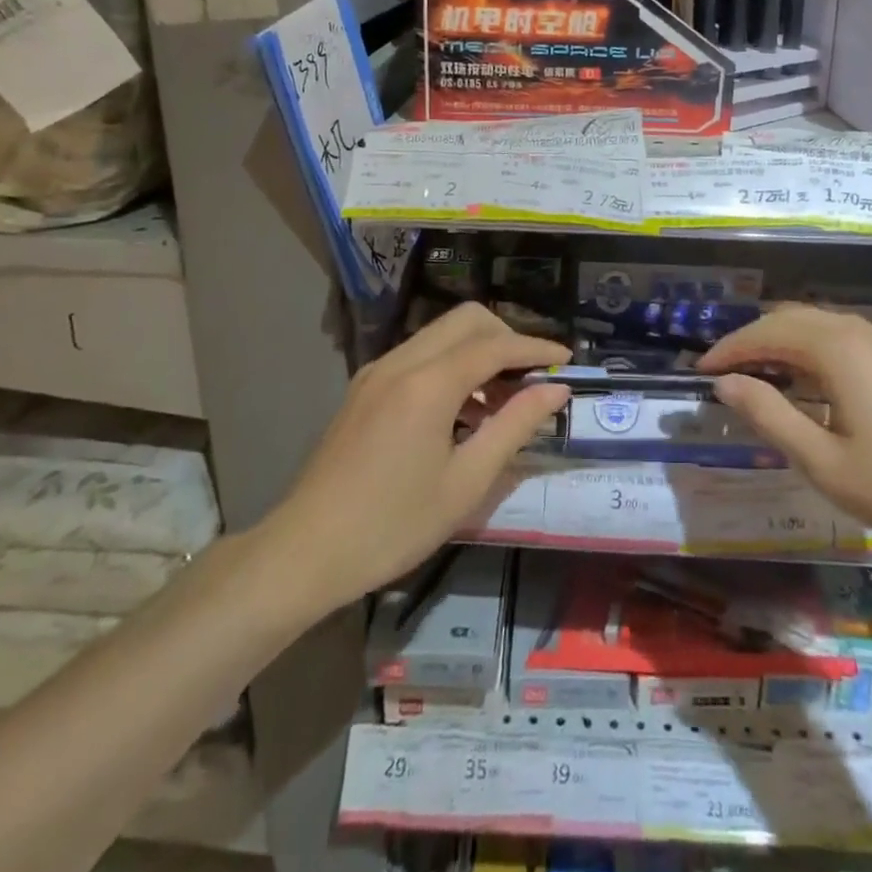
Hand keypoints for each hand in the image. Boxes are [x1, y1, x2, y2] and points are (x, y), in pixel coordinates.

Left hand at [265, 304, 569, 612]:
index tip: (566, 359)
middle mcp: (402, 361)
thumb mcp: (466, 483)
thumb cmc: (393, 524)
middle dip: (506, 336)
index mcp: (429, 383)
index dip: (535, 348)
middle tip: (531, 376)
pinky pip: (419, 355)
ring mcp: (377, 371)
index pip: (495, 345)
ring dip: (477, 351)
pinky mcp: (364, 387)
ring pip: (440, 334)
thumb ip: (514, 427)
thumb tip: (556, 390)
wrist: (305, 551)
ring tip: (501, 400)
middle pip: (466, 320)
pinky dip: (450, 365)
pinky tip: (460, 411)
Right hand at [700, 306, 871, 560]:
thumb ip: (769, 415)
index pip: (766, 332)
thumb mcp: (824, 461)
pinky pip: (844, 339)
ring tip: (759, 377)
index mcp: (837, 349)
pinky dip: (811, 350)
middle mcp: (860, 332)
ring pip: (819, 326)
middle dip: (752, 340)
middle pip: (791, 318)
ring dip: (782, 343)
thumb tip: (726, 384)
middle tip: (724, 373)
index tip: (700, 371)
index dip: (729, 349)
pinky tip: (809, 385)